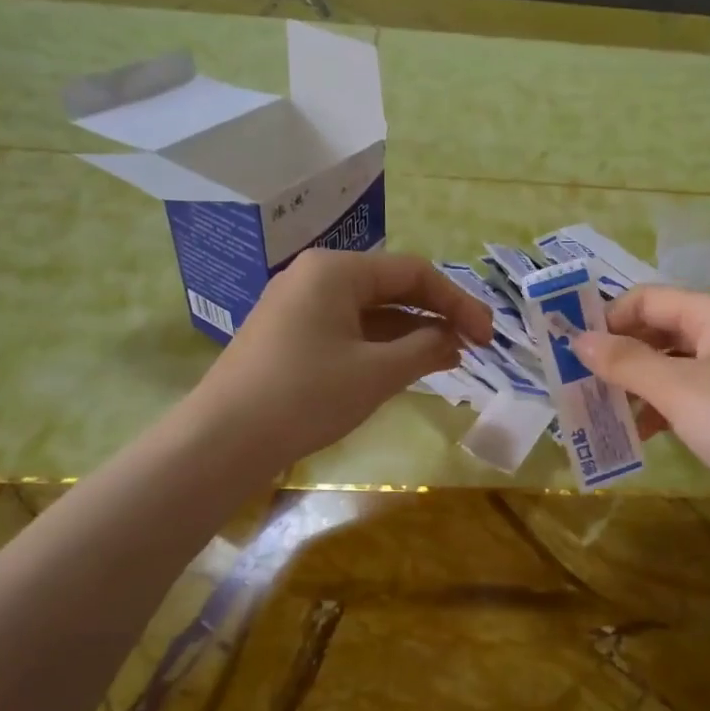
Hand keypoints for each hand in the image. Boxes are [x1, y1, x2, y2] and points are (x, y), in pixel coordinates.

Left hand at [194, 250, 492, 470]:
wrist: (222, 440)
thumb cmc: (306, 396)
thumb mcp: (377, 373)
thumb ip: (425, 349)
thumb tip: (453, 340)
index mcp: (336, 270)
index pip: (414, 273)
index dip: (458, 302)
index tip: (487, 336)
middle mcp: (315, 276)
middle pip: (391, 287)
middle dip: (436, 315)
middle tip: (472, 345)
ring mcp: (297, 306)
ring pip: (370, 310)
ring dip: (411, 332)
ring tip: (447, 358)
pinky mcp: (288, 335)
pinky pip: (347, 329)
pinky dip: (380, 345)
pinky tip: (404, 365)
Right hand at [573, 286, 709, 565]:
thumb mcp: (680, 388)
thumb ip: (626, 362)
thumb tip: (577, 340)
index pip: (648, 300)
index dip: (607, 318)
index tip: (567, 350)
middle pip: (657, 333)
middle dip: (616, 354)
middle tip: (573, 384)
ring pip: (667, 372)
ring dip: (630, 387)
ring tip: (592, 412)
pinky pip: (681, 405)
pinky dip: (654, 414)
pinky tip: (630, 436)